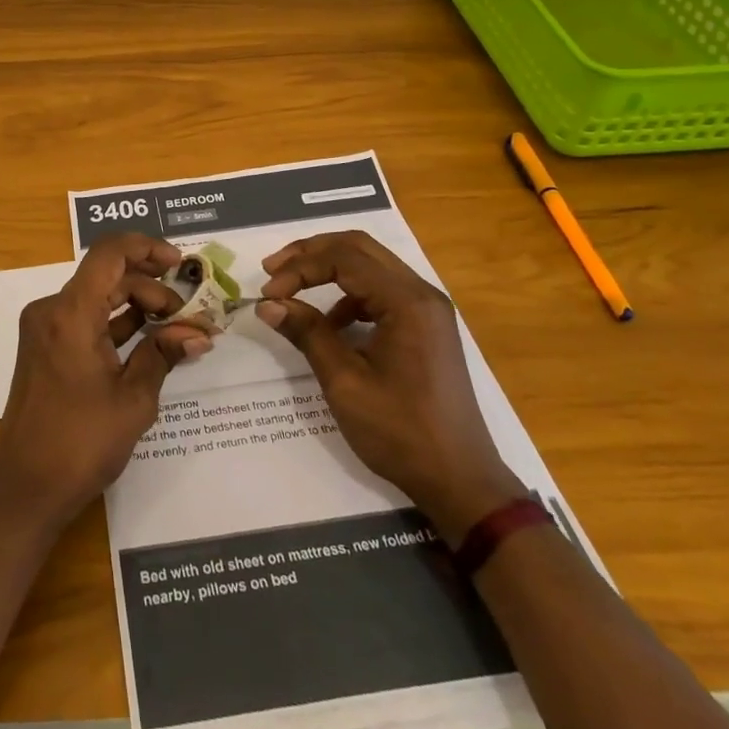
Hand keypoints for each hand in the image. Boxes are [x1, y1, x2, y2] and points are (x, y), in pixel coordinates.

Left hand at [0, 234, 210, 528]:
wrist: (25, 488)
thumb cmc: (81, 443)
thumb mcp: (133, 399)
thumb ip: (164, 354)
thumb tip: (199, 334)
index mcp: (70, 313)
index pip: (109, 253)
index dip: (147, 247)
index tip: (180, 264)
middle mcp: (52, 310)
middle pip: (107, 275)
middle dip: (151, 287)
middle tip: (187, 316)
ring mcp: (45, 328)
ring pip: (97, 296)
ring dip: (136, 304)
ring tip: (175, 327)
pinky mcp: (45, 347)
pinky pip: (85, 318)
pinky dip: (116, 323)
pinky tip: (148, 340)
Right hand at [257, 230, 524, 543]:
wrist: (460, 481)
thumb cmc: (401, 433)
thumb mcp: (345, 383)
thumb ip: (307, 334)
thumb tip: (268, 304)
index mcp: (407, 302)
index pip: (344, 259)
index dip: (300, 268)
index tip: (268, 294)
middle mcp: (421, 293)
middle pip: (359, 247)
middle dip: (311, 253)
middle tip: (273, 269)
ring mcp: (427, 309)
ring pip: (370, 265)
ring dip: (328, 269)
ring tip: (292, 291)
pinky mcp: (425, 326)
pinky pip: (381, 290)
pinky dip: (347, 294)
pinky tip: (329, 324)